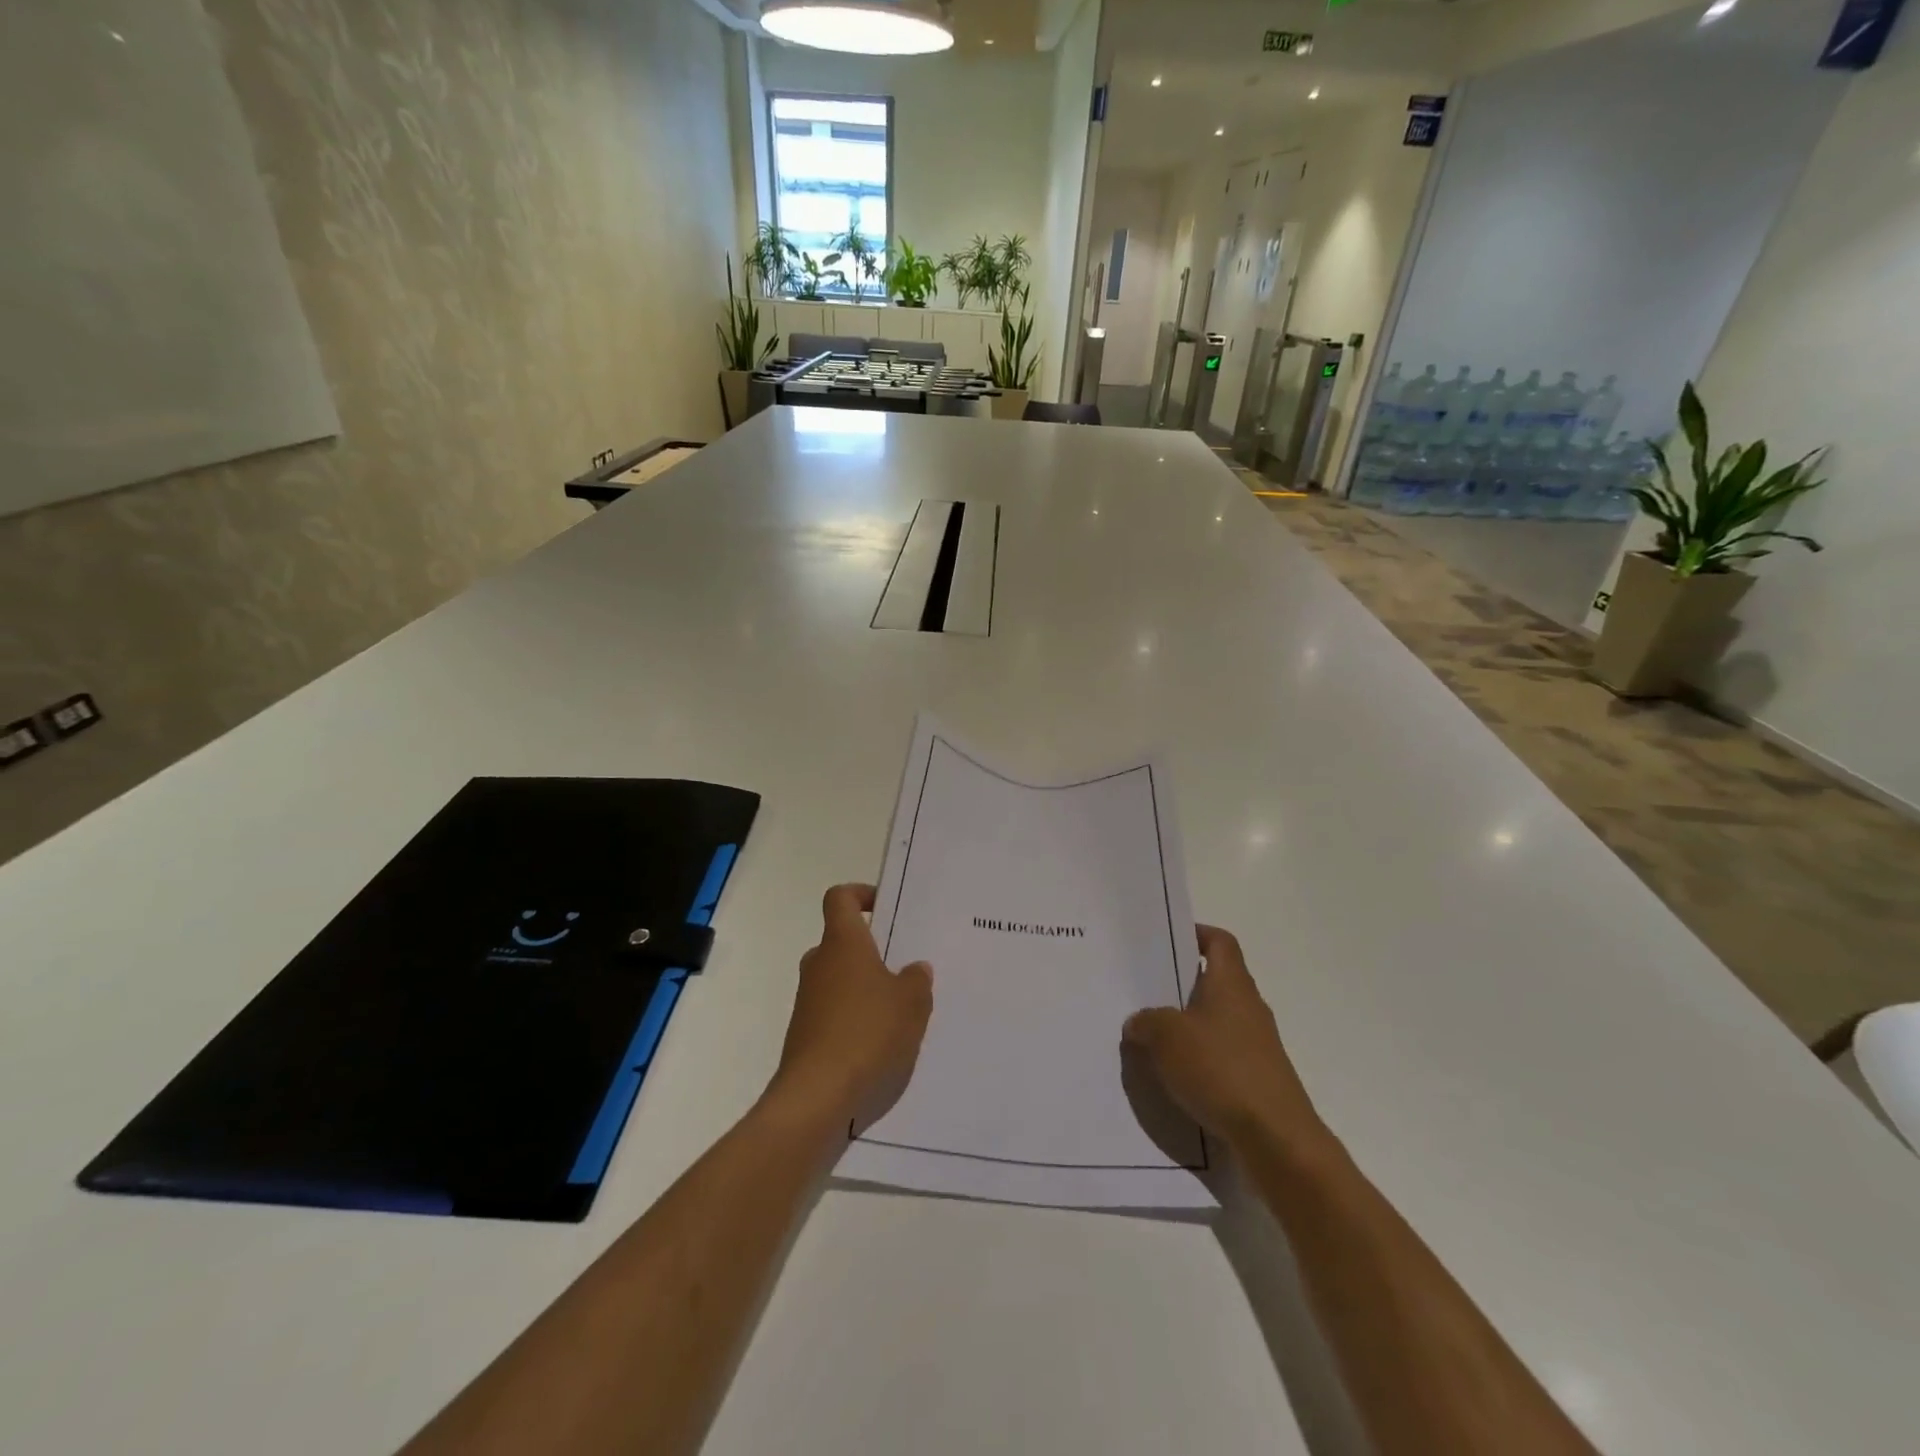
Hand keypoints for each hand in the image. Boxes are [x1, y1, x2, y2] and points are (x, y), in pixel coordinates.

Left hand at [766, 883, 933, 1136]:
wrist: (816, 1096)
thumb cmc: (867, 1033)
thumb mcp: (911, 1004)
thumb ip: (916, 980)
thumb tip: (914, 970)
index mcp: (842, 942)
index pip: (840, 898)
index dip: (860, 894)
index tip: (884, 908)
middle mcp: (819, 963)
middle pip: (842, 941)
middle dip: (872, 951)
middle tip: (906, 968)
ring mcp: (808, 1000)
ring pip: (840, 979)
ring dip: (865, 988)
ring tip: (901, 1011)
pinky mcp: (805, 1033)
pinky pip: (834, 1011)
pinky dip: (855, 1018)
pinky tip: (881, 1043)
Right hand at [1122, 926, 1327, 1156]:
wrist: (1277, 1139)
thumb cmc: (1221, 1070)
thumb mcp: (1167, 1038)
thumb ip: (1147, 1022)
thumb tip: (1139, 1022)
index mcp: (1231, 984)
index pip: (1220, 942)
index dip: (1196, 934)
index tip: (1167, 941)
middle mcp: (1248, 1007)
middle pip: (1215, 981)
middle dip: (1181, 985)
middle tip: (1144, 989)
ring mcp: (1257, 1045)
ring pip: (1216, 1021)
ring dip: (1187, 1025)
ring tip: (1151, 1036)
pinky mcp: (1257, 1078)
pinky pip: (1221, 1055)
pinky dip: (1199, 1058)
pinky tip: (1174, 1075)